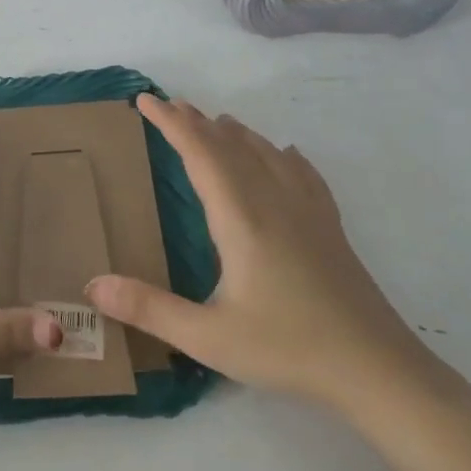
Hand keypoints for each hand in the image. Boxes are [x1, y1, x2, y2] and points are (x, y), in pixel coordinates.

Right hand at [86, 94, 434, 412]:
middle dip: (197, 123)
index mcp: (241, 218)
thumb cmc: (288, 349)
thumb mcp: (208, 337)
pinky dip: (284, 155)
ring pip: (267, 155)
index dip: (171, 124)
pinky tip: (286, 154)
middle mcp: (274, 202)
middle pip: (231, 147)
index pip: (200, 154)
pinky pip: (304, 174)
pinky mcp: (330, 229)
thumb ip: (149, 309)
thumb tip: (92, 286)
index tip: (146, 100)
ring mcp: (308, 213)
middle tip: (170, 104)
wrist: (378, 370)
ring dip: (236, 134)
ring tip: (216, 121)